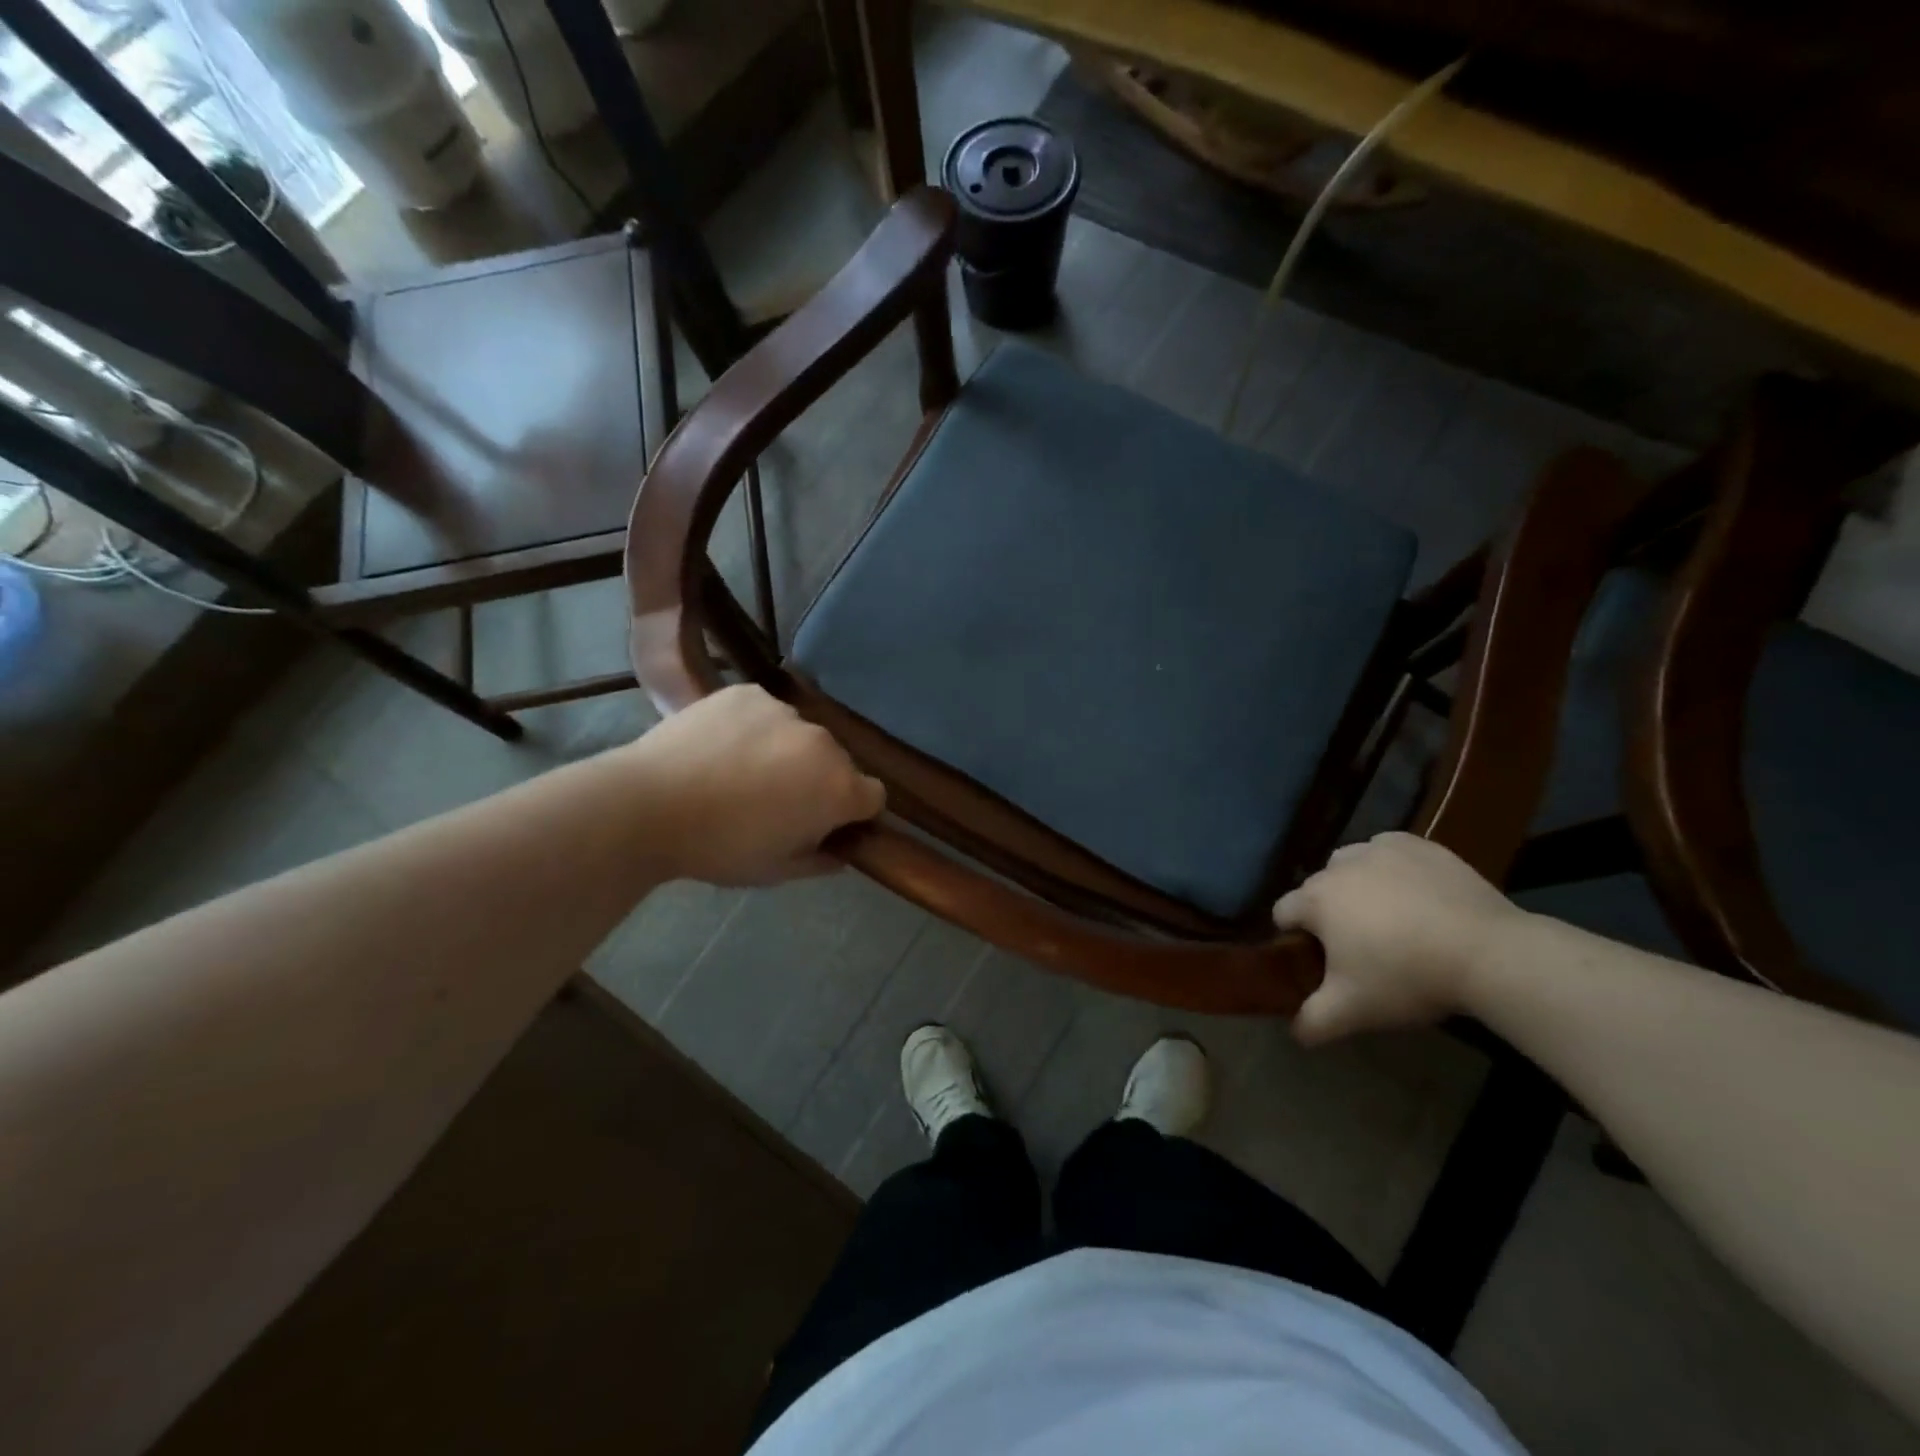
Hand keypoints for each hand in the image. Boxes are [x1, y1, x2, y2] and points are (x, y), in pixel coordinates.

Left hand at [625, 684, 886, 885]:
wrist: (649, 805)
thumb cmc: (720, 847)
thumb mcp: (777, 871)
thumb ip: (821, 860)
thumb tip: (839, 851)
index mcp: (839, 789)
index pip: (873, 796)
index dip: (853, 813)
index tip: (823, 824)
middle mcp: (824, 743)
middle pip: (837, 762)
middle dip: (818, 780)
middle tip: (775, 802)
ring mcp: (785, 712)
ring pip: (800, 736)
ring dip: (786, 752)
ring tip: (740, 773)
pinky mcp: (749, 694)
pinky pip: (766, 712)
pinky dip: (754, 728)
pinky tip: (721, 747)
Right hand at [1273, 832, 1526, 1046]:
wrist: (1489, 953)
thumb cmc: (1408, 978)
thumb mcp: (1353, 1012)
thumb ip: (1312, 1022)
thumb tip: (1295, 1033)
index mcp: (1315, 900)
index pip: (1283, 913)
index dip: (1295, 938)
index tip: (1321, 961)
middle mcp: (1339, 866)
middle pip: (1318, 888)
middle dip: (1329, 913)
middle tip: (1361, 947)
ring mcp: (1380, 849)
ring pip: (1351, 864)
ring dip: (1357, 885)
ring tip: (1389, 919)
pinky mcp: (1419, 845)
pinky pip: (1389, 852)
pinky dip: (1392, 869)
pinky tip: (1415, 894)